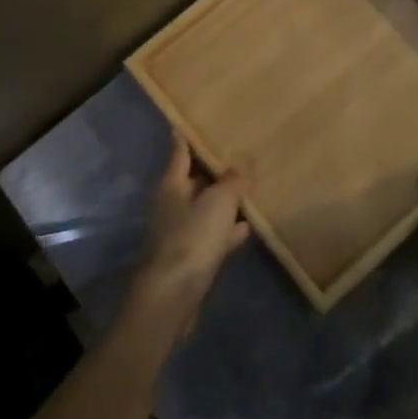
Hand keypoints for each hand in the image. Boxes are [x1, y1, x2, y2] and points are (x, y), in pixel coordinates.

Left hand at [123, 136, 249, 337]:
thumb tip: (241, 165)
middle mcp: (171, 204)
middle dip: (211, 171)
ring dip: (221, 202)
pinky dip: (226, 231)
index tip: (186, 123)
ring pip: (203, 209)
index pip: (179, 152)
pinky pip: (211, 236)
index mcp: (171, 184)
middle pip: (192, 180)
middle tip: (234, 156)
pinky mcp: (188, 259)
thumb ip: (232, 181)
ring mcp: (178, 232)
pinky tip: (245, 229)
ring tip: (246, 191)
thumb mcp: (219, 202)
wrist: (172, 295)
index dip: (184, 137)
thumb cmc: (192, 238)